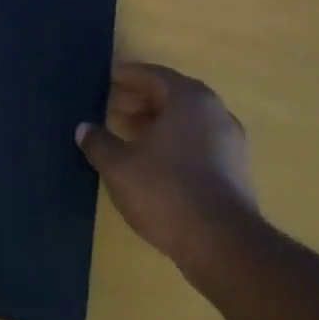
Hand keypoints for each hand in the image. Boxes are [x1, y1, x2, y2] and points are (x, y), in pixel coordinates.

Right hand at [76, 61, 260, 268]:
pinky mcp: (235, 169)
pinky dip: (173, 141)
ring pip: (186, 121)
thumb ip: (98, 142)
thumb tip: (84, 129)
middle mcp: (215, 112)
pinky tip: (151, 160)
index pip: (155, 75)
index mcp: (189, 99)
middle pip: (173, 96)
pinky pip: (197, 141)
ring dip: (156, 122)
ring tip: (127, 134)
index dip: (129, 76)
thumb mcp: (119, 166)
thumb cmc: (165, 190)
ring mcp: (230, 141)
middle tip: (112, 107)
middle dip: (141, 100)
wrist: (221, 243)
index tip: (108, 78)